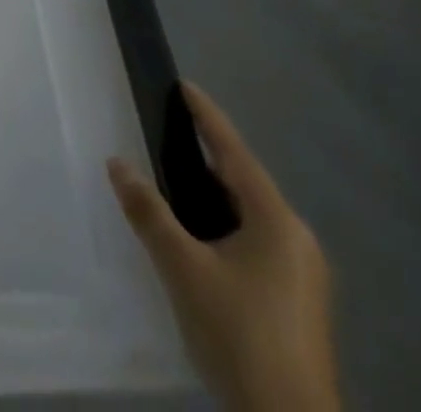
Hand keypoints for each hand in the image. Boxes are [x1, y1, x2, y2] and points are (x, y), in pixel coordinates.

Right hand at [108, 84, 339, 411]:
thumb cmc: (239, 335)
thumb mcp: (182, 268)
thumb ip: (148, 212)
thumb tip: (117, 163)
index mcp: (277, 222)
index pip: (234, 152)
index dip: (207, 117)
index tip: (185, 86)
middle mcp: (297, 240)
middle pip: (245, 183)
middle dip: (207, 157)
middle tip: (169, 133)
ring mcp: (303, 275)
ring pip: (251, 216)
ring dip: (215, 196)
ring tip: (176, 180)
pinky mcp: (298, 303)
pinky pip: (256, 242)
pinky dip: (225, 226)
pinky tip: (200, 238)